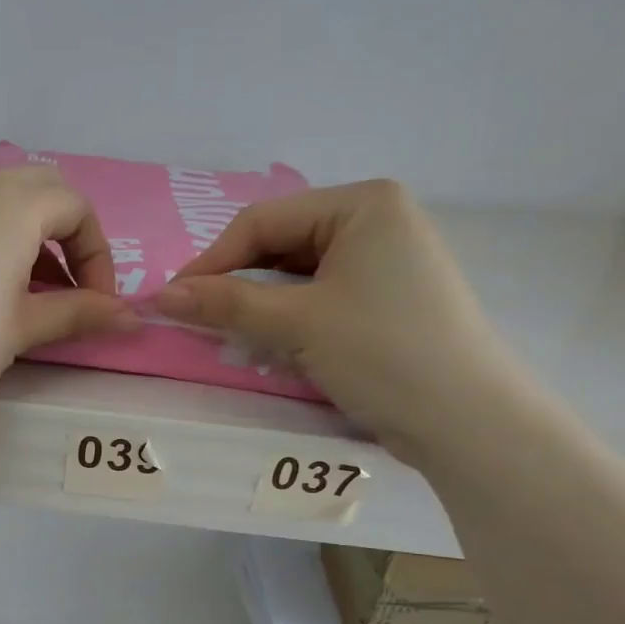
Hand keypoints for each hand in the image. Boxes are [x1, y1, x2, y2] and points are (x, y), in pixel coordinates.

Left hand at [0, 168, 136, 437]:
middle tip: (69, 290)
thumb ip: (80, 313)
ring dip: (26, 238)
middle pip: (38, 192)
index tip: (98, 304)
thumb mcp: (24, 329)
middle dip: (66, 236)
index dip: (98, 256)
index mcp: (10, 204)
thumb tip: (133, 318)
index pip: (75, 208)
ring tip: (28, 295)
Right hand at [155, 179, 524, 457]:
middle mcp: (377, 220)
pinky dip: (290, 317)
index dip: (211, 261)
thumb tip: (158, 296)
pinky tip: (273, 344)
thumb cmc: (382, 354)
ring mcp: (386, 260)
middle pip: (280, 245)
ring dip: (260, 304)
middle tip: (200, 320)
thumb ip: (225, 304)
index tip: (172, 301)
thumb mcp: (297, 324)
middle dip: (238, 283)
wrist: (466, 420)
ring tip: (233, 336)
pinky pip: (321, 295)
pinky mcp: (387, 298)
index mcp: (362, 203)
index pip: (263, 222)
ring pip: (297, 273)